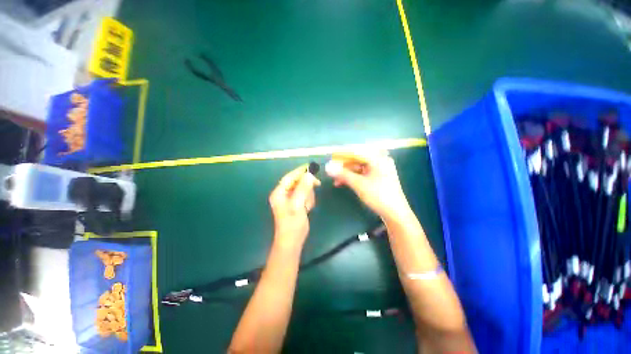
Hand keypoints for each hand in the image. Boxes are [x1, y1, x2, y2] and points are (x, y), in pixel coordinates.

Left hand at [269, 165, 320, 249]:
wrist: (292, 240)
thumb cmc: (293, 224)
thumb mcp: (298, 205)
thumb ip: (302, 189)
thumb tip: (309, 174)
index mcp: (279, 192)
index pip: (290, 177)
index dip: (300, 172)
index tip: (312, 168)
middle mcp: (283, 193)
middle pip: (297, 182)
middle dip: (306, 188)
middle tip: (312, 193)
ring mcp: (290, 199)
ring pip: (303, 189)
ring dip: (308, 196)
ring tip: (307, 207)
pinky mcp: (296, 203)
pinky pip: (305, 195)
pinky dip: (308, 200)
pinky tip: (307, 209)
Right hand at [326, 150, 409, 220]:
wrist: (395, 214)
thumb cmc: (378, 196)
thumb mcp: (358, 184)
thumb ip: (342, 174)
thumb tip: (327, 166)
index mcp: (378, 159)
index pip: (357, 151)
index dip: (342, 154)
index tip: (331, 156)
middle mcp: (380, 161)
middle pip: (358, 159)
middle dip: (344, 166)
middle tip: (332, 171)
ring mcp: (379, 170)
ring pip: (359, 168)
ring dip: (347, 173)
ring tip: (335, 180)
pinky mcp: (378, 178)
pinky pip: (362, 174)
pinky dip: (353, 178)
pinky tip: (343, 183)